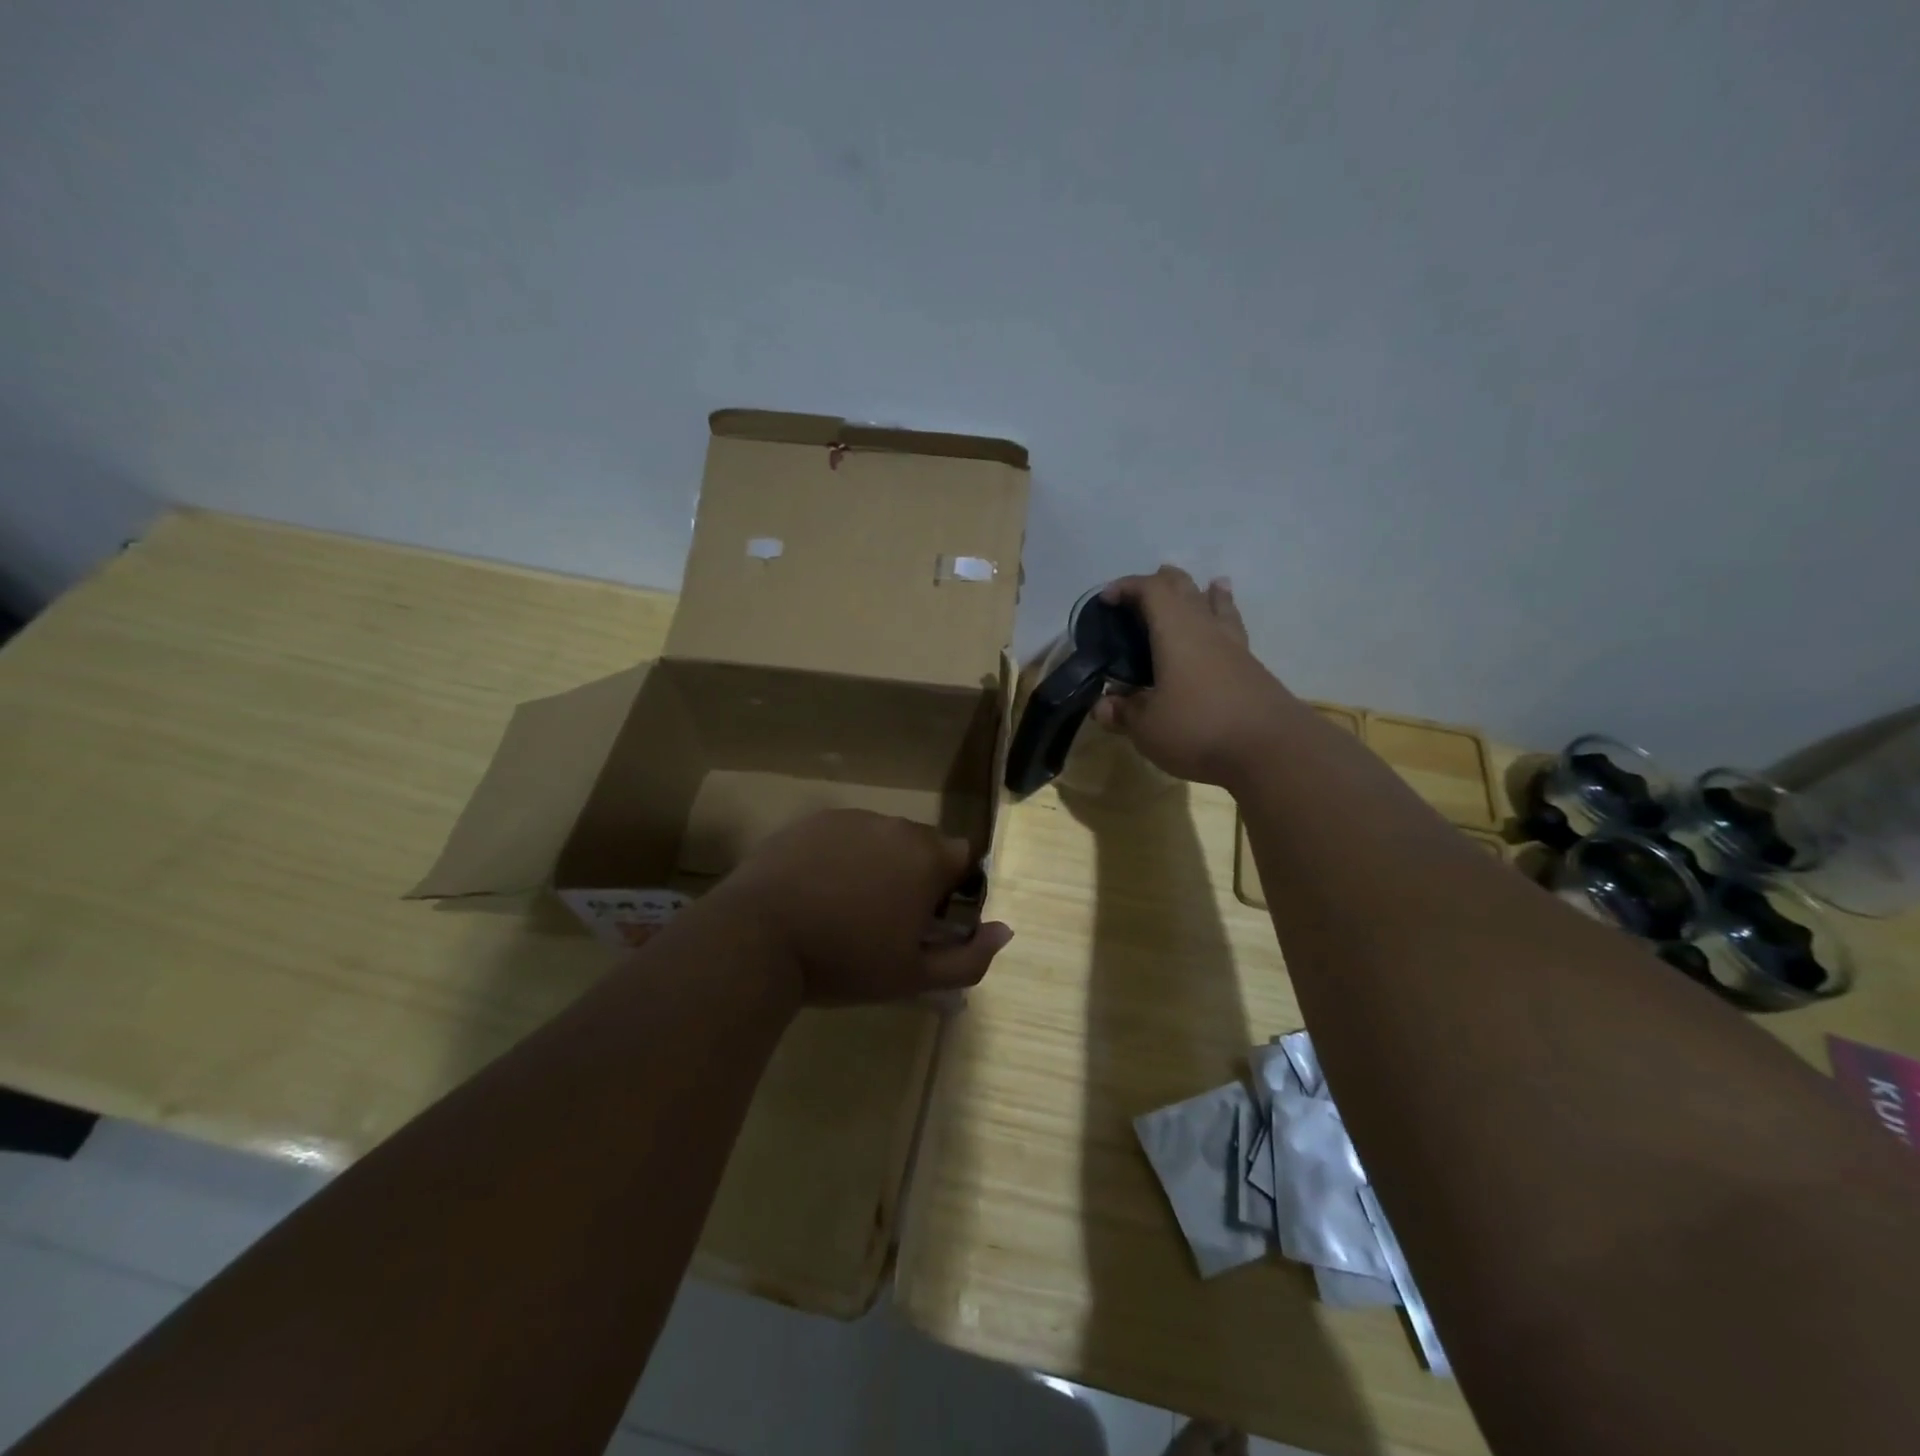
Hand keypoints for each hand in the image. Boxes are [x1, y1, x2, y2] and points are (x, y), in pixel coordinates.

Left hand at [709, 809, 1012, 1004]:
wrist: (759, 938)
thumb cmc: (845, 961)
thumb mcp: (914, 976)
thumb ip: (970, 957)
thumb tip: (1005, 930)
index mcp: (927, 858)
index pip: (962, 857)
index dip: (952, 888)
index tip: (927, 919)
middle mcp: (895, 826)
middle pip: (922, 844)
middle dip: (915, 873)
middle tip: (884, 917)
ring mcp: (850, 818)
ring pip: (881, 837)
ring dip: (877, 862)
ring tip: (844, 904)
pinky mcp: (812, 820)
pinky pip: (843, 833)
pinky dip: (840, 854)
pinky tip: (815, 888)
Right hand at [1091, 567, 1293, 787]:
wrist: (1272, 751)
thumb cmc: (1198, 729)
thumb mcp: (1146, 727)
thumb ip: (1123, 712)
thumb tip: (1102, 705)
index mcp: (1175, 632)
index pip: (1150, 590)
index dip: (1126, 587)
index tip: (1106, 599)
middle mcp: (1205, 629)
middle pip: (1185, 589)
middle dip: (1161, 583)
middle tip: (1140, 595)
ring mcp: (1234, 647)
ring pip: (1216, 605)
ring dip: (1203, 593)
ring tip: (1203, 586)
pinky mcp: (1251, 669)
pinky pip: (1232, 630)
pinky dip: (1223, 619)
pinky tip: (1224, 628)